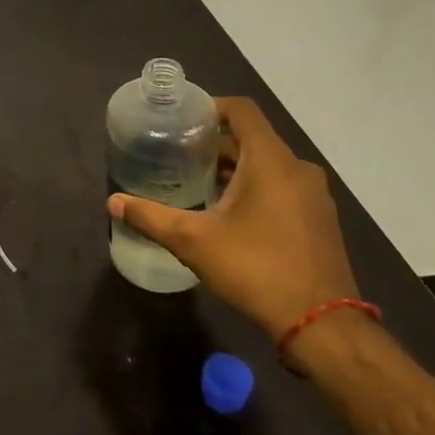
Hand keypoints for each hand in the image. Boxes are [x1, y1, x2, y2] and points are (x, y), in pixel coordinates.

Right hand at [106, 96, 356, 340]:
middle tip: (178, 155)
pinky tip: (229, 214)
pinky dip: (256, 188)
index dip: (210, 107)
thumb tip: (112, 201)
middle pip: (252, 138)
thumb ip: (150, 217)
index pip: (241, 110)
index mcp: (271, 160)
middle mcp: (298, 169)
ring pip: (268, 165)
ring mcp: (314, 196)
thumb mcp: (193, 241)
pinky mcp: (320, 220)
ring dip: (235, 168)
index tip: (181, 120)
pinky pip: (283, 187)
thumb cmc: (256, 269)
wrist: (323, 327)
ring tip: (197, 183)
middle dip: (215, 144)